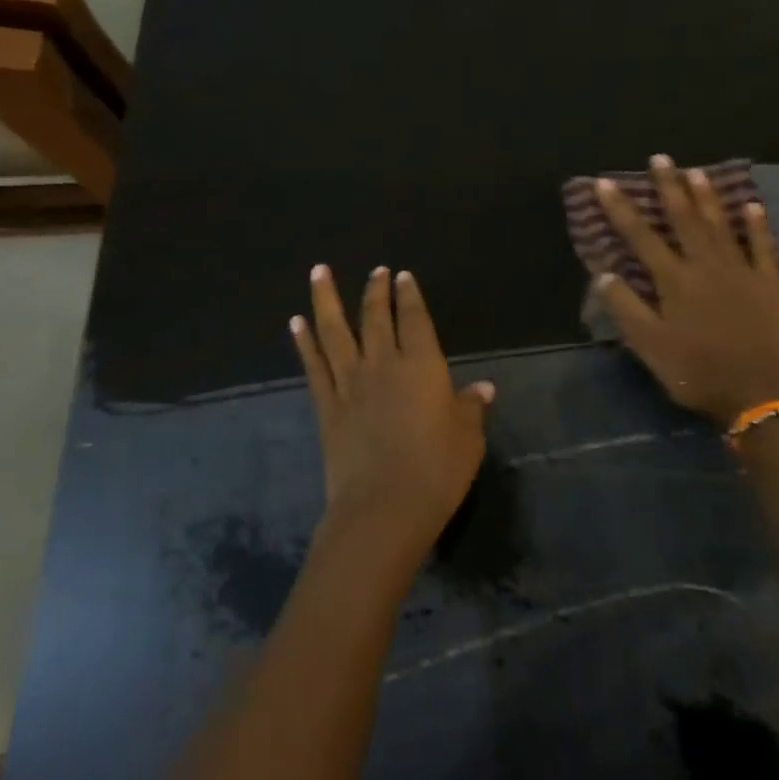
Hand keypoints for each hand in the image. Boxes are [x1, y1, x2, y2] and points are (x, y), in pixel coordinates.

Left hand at [290, 265, 494, 556]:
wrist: (383, 508)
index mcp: (423, 366)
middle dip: (375, 290)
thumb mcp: (468, 440)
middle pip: (376, 317)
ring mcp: (350, 383)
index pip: (416, 320)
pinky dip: (303, 342)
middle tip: (375, 271)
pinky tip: (295, 322)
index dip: (410, 296)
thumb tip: (483, 388)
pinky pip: (313, 365)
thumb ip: (471, 408)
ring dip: (326, 299)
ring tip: (319, 271)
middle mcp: (383, 364)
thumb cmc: (437, 472)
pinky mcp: (327, 406)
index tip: (402, 276)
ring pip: (335, 331)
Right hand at [593, 154, 778, 426]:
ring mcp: (742, 271)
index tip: (605, 183)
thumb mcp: (650, 347)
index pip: (641, 237)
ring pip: (722, 225)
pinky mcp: (771, 284)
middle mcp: (706, 265)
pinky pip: (764, 247)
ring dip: (708, 197)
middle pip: (684, 219)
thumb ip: (626, 308)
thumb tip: (604, 273)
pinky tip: (752, 206)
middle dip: (670, 187)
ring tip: (696, 171)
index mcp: (674, 281)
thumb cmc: (697, 371)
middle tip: (661, 158)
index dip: (621, 209)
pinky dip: (758, 225)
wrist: (760, 394)